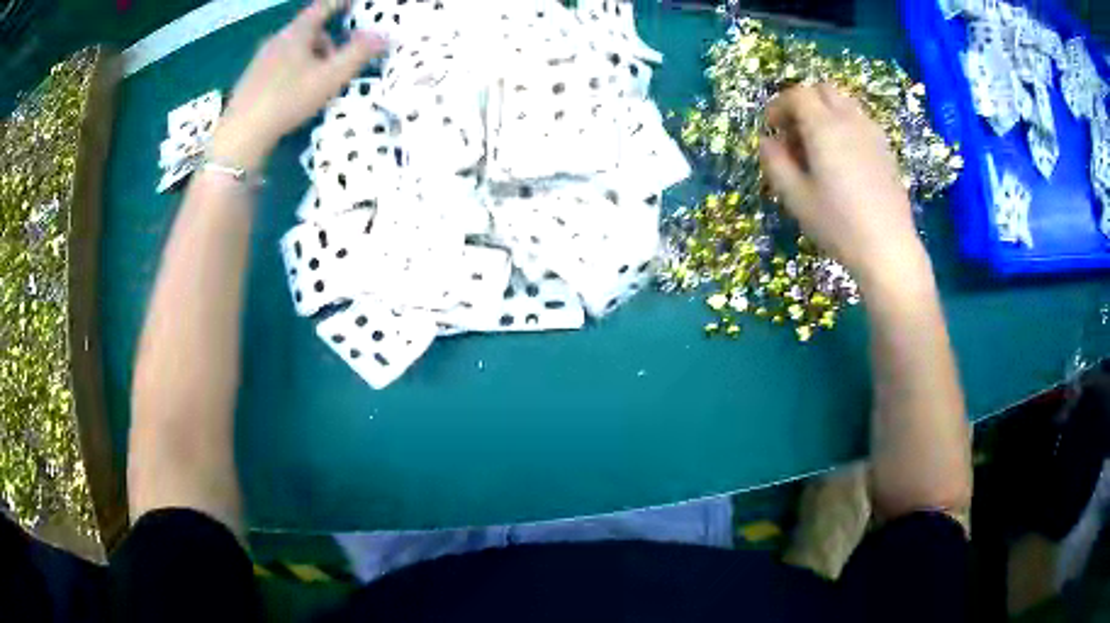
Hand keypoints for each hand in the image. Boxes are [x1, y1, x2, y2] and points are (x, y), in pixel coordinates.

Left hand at [211, 0, 385, 169]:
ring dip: (310, 58)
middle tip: (336, 65)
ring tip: (315, 85)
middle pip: (308, 31)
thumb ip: (358, 54)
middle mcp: (277, 39)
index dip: (340, 3)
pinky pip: (279, 64)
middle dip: (327, 42)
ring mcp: (261, 59)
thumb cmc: (288, 100)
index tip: (352, 3)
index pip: (323, 7)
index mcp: (296, 33)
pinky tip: (293, 95)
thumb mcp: (330, 77)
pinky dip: (292, 71)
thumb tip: (384, 35)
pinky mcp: (251, 78)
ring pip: (293, 49)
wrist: (241, 135)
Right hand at [759, 84, 926, 288]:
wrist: (889, 249)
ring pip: (844, 103)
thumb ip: (775, 163)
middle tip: (795, 134)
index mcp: (824, 126)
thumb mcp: (796, 198)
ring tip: (820, 146)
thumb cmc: (838, 224)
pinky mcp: (887, 150)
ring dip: (826, 113)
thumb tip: (767, 142)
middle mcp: (849, 120)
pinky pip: (861, 121)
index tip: (771, 128)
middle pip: (822, 91)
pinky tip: (844, 159)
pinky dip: (845, 126)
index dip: (779, 106)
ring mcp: (872, 133)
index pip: (797, 94)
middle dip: (803, 103)